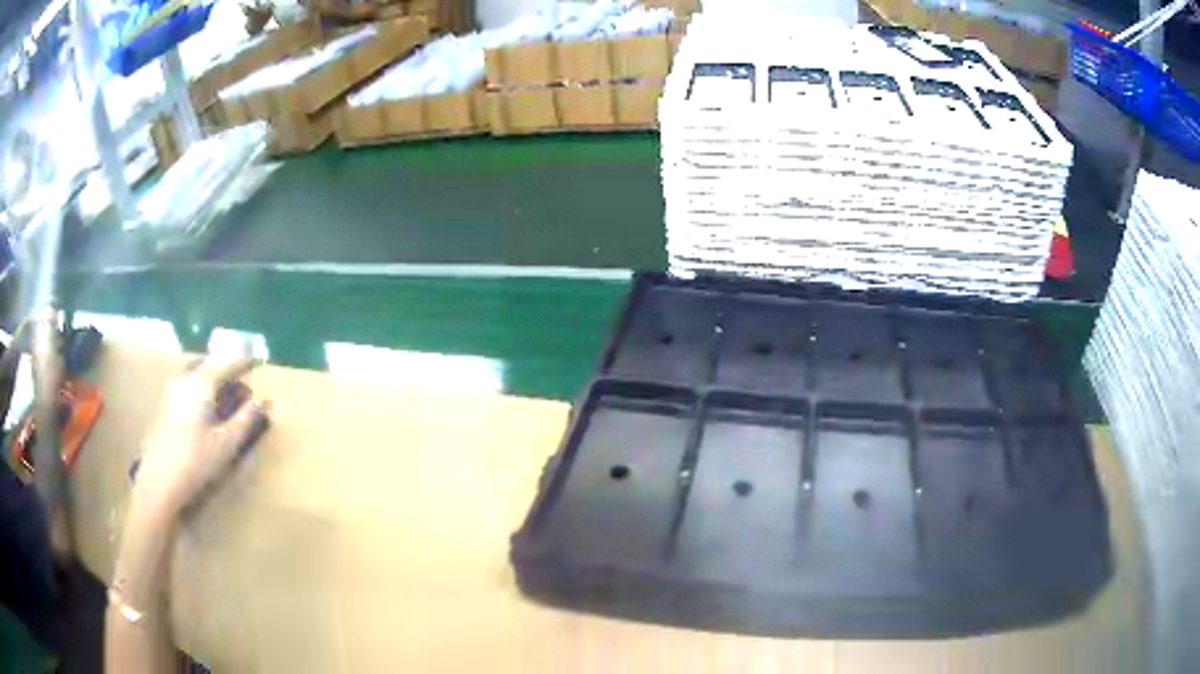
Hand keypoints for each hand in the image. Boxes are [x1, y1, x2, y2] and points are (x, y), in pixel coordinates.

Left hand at [132, 357, 266, 519]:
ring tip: (224, 394)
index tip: (258, 362)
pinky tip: (205, 409)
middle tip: (241, 382)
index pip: (227, 363)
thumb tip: (263, 400)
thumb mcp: (226, 444)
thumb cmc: (196, 462)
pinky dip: (200, 389)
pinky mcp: (164, 406)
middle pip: (209, 364)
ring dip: (211, 378)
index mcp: (202, 383)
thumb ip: (245, 420)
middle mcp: (185, 379)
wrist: (159, 482)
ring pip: (195, 373)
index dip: (244, 362)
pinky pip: (186, 385)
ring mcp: (171, 391)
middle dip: (226, 369)